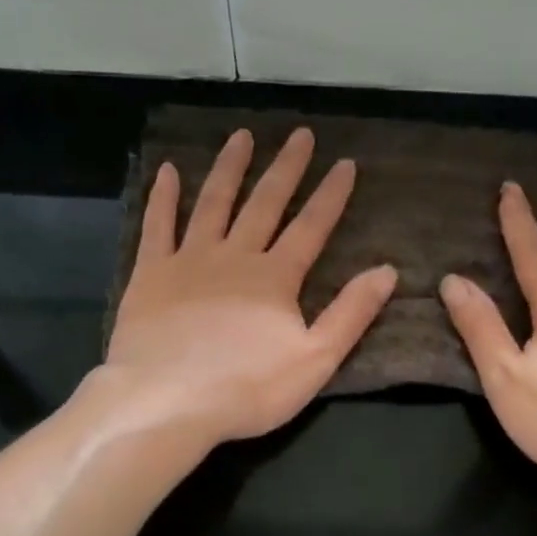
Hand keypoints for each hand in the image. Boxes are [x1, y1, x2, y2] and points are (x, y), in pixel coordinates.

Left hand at [104, 127, 396, 448]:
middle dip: (286, 169)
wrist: (167, 401)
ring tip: (242, 136)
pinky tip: (169, 170)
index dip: (331, 195)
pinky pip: (158, 225)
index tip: (345, 163)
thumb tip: (387, 271)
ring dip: (230, 169)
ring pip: (213, 203)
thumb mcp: (315, 359)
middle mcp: (234, 256)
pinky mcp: (150, 273)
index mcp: (276, 278)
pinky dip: (164, 197)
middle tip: (300, 134)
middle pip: (265, 204)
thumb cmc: (247, 388)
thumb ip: (351, 314)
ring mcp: (189, 260)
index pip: (311, 227)